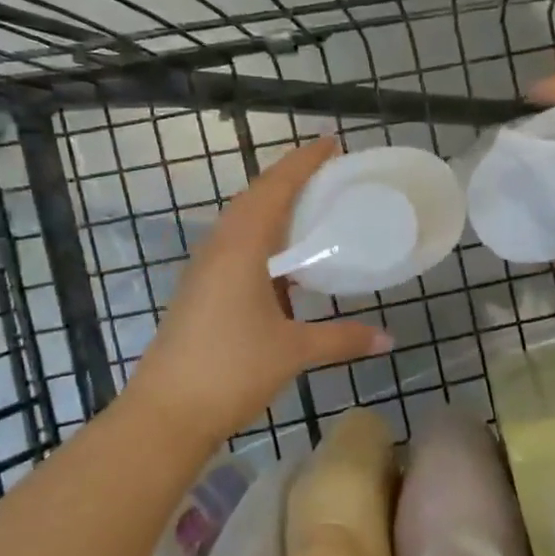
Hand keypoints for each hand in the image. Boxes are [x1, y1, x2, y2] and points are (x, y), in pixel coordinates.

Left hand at [125, 137, 392, 448]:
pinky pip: (235, 251)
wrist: (167, 412)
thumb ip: (341, 338)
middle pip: (255, 199)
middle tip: (328, 176)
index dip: (303, 162)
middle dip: (290, 181)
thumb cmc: (231, 370)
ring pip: (242, 225)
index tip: (331, 143)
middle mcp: (218, 249)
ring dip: (274, 212)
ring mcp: (204, 271)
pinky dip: (264, 244)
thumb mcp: (293, 350)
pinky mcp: (199, 293)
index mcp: (240, 248)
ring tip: (311, 212)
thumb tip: (387, 339)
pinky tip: (286, 267)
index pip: (274, 188)